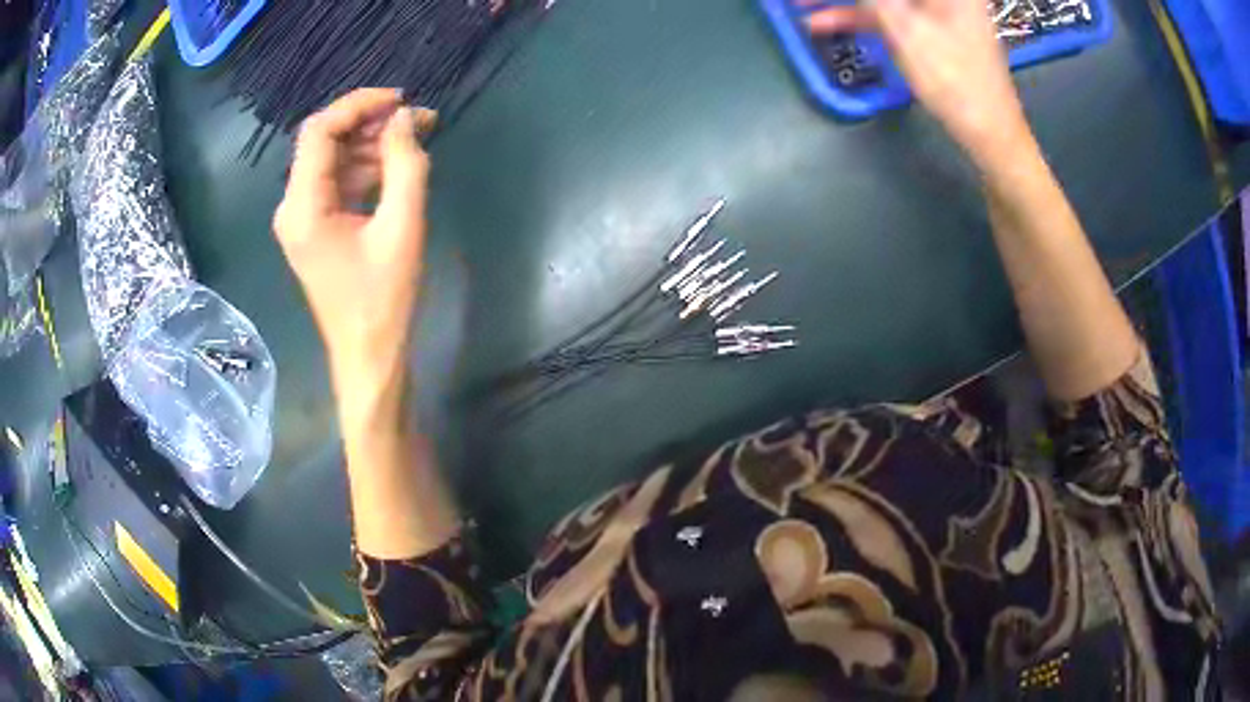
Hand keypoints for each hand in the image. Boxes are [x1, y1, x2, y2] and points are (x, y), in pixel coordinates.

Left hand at [274, 89, 436, 384]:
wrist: (368, 357)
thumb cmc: (383, 301)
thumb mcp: (402, 228)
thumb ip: (406, 165)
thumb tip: (406, 118)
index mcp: (303, 207)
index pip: (319, 131)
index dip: (358, 105)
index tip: (401, 99)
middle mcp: (293, 206)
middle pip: (325, 142)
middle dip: (370, 123)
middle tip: (419, 118)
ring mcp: (302, 218)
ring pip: (333, 160)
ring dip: (372, 144)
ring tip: (417, 138)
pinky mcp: (315, 228)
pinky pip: (337, 183)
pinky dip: (366, 168)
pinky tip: (398, 166)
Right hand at [807, 0, 1029, 159]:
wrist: (989, 132)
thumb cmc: (954, 78)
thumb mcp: (904, 29)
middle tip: (802, 0)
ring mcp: (935, 10)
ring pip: (882, 1)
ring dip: (845, 5)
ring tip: (801, 6)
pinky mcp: (927, 29)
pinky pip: (887, 15)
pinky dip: (858, 19)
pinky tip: (823, 24)